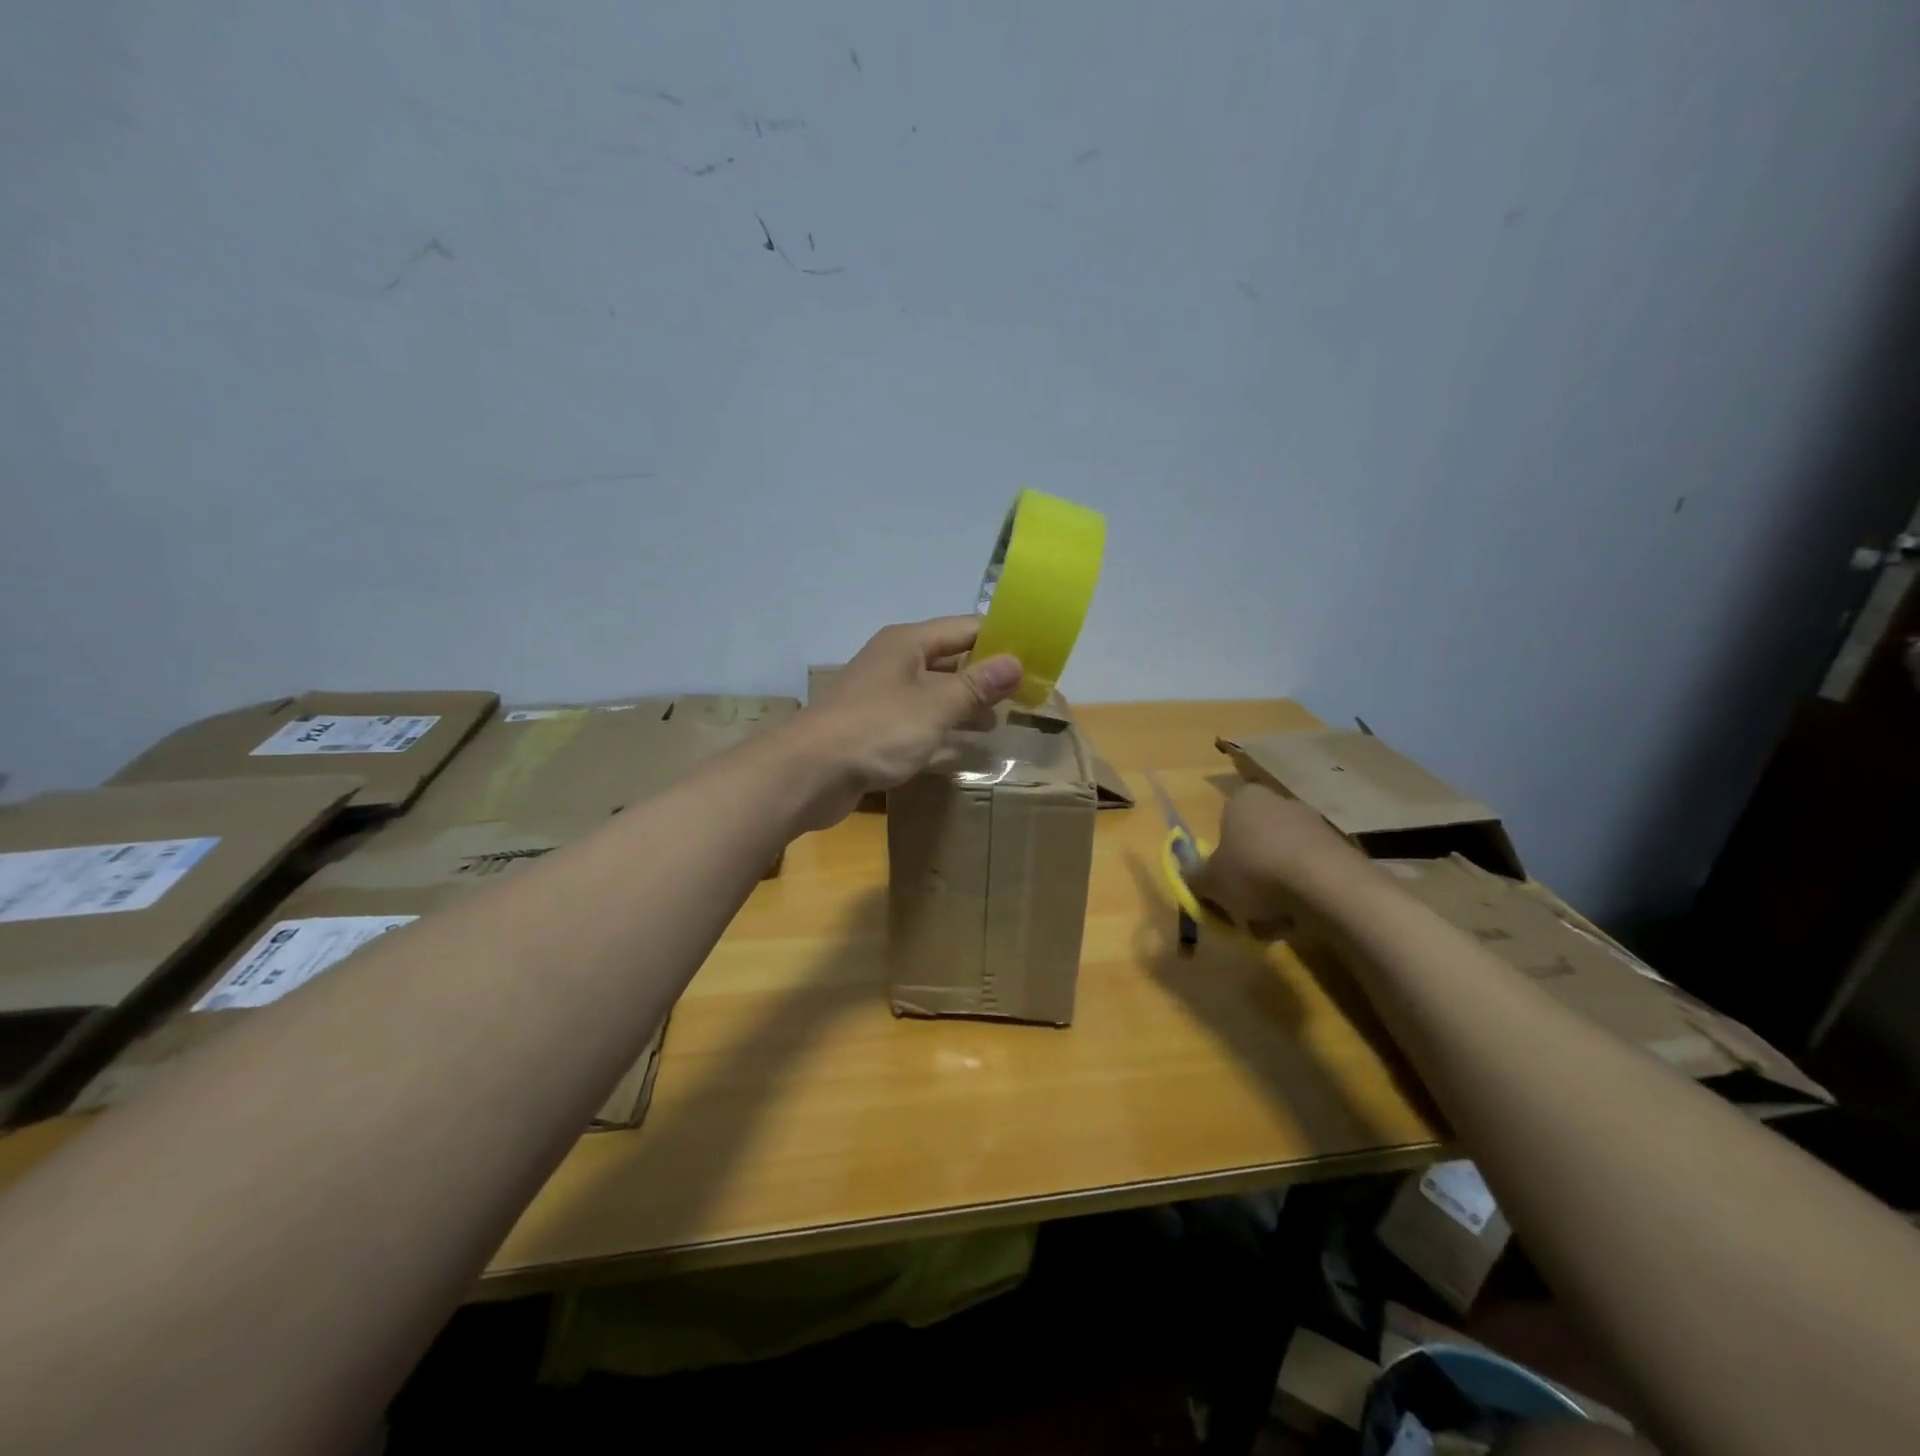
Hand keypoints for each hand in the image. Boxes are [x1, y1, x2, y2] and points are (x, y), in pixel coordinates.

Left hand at [796, 617, 1023, 826]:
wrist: (808, 773)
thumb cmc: (876, 730)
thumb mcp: (935, 706)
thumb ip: (976, 685)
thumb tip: (1016, 661)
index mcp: (908, 643)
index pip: (966, 629)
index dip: (1003, 641)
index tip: (1038, 659)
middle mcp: (895, 662)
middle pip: (951, 659)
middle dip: (987, 675)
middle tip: (1027, 695)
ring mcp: (882, 696)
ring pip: (935, 691)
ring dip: (967, 703)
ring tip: (1003, 720)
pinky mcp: (874, 728)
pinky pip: (919, 719)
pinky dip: (944, 726)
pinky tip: (964, 744)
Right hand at [1187, 784, 1370, 939]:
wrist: (1326, 886)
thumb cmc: (1254, 872)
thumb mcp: (1210, 881)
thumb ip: (1195, 877)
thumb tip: (1190, 876)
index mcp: (1243, 800)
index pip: (1224, 822)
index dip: (1221, 855)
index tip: (1222, 882)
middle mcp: (1279, 802)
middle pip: (1255, 843)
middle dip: (1249, 876)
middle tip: (1243, 906)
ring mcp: (1313, 824)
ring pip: (1282, 861)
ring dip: (1275, 889)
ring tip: (1272, 921)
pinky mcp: (1340, 849)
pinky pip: (1309, 874)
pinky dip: (1301, 895)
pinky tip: (1299, 919)